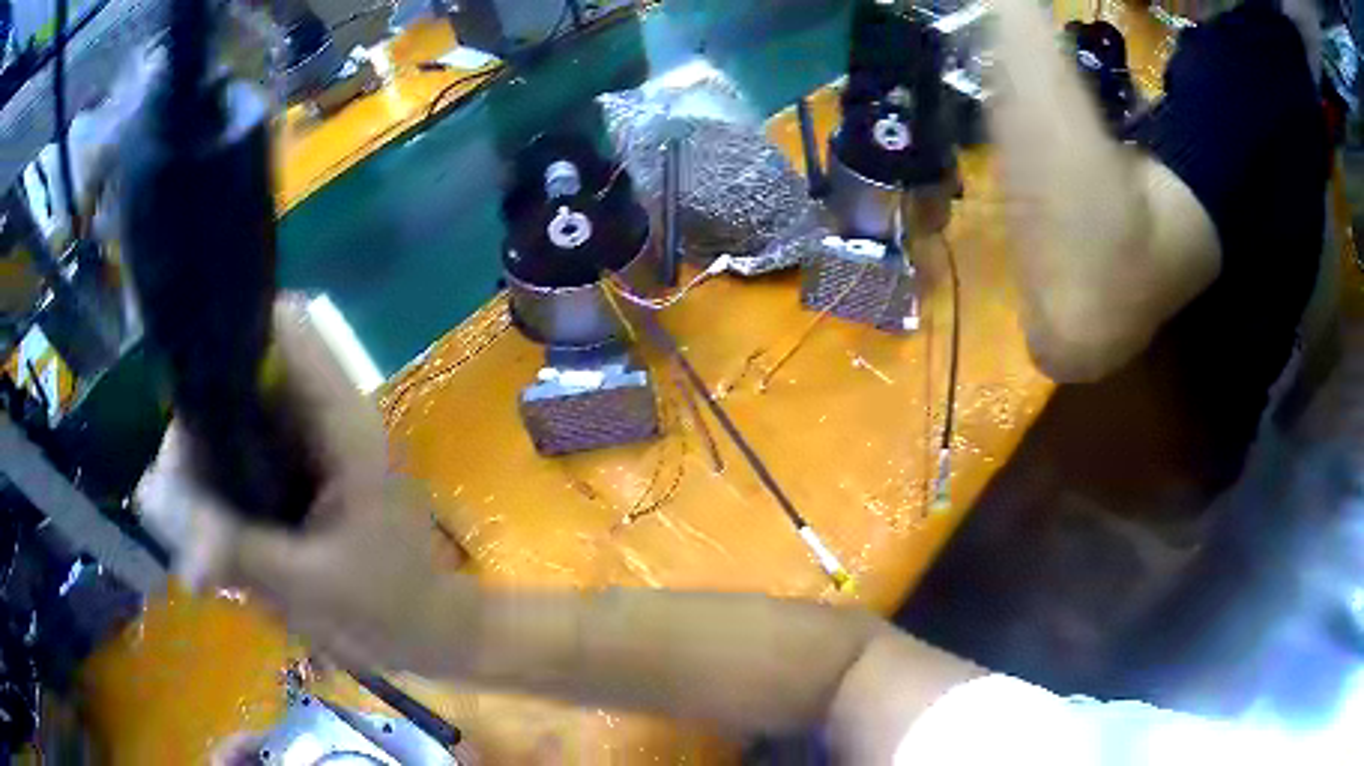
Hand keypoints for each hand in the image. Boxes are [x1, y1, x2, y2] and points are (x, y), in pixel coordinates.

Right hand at [137, 299, 463, 673]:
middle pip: (241, 378)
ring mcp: (306, 449)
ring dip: (202, 465)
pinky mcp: (295, 481)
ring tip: (185, 522)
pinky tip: (207, 533)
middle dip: (199, 424)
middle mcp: (320, 418)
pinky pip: (240, 463)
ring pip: (233, 423)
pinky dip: (218, 490)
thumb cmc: (392, 609)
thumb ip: (240, 550)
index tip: (184, 382)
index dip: (232, 329)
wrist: (431, 638)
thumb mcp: (313, 585)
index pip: (284, 328)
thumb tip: (163, 522)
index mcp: (338, 418)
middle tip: (172, 490)